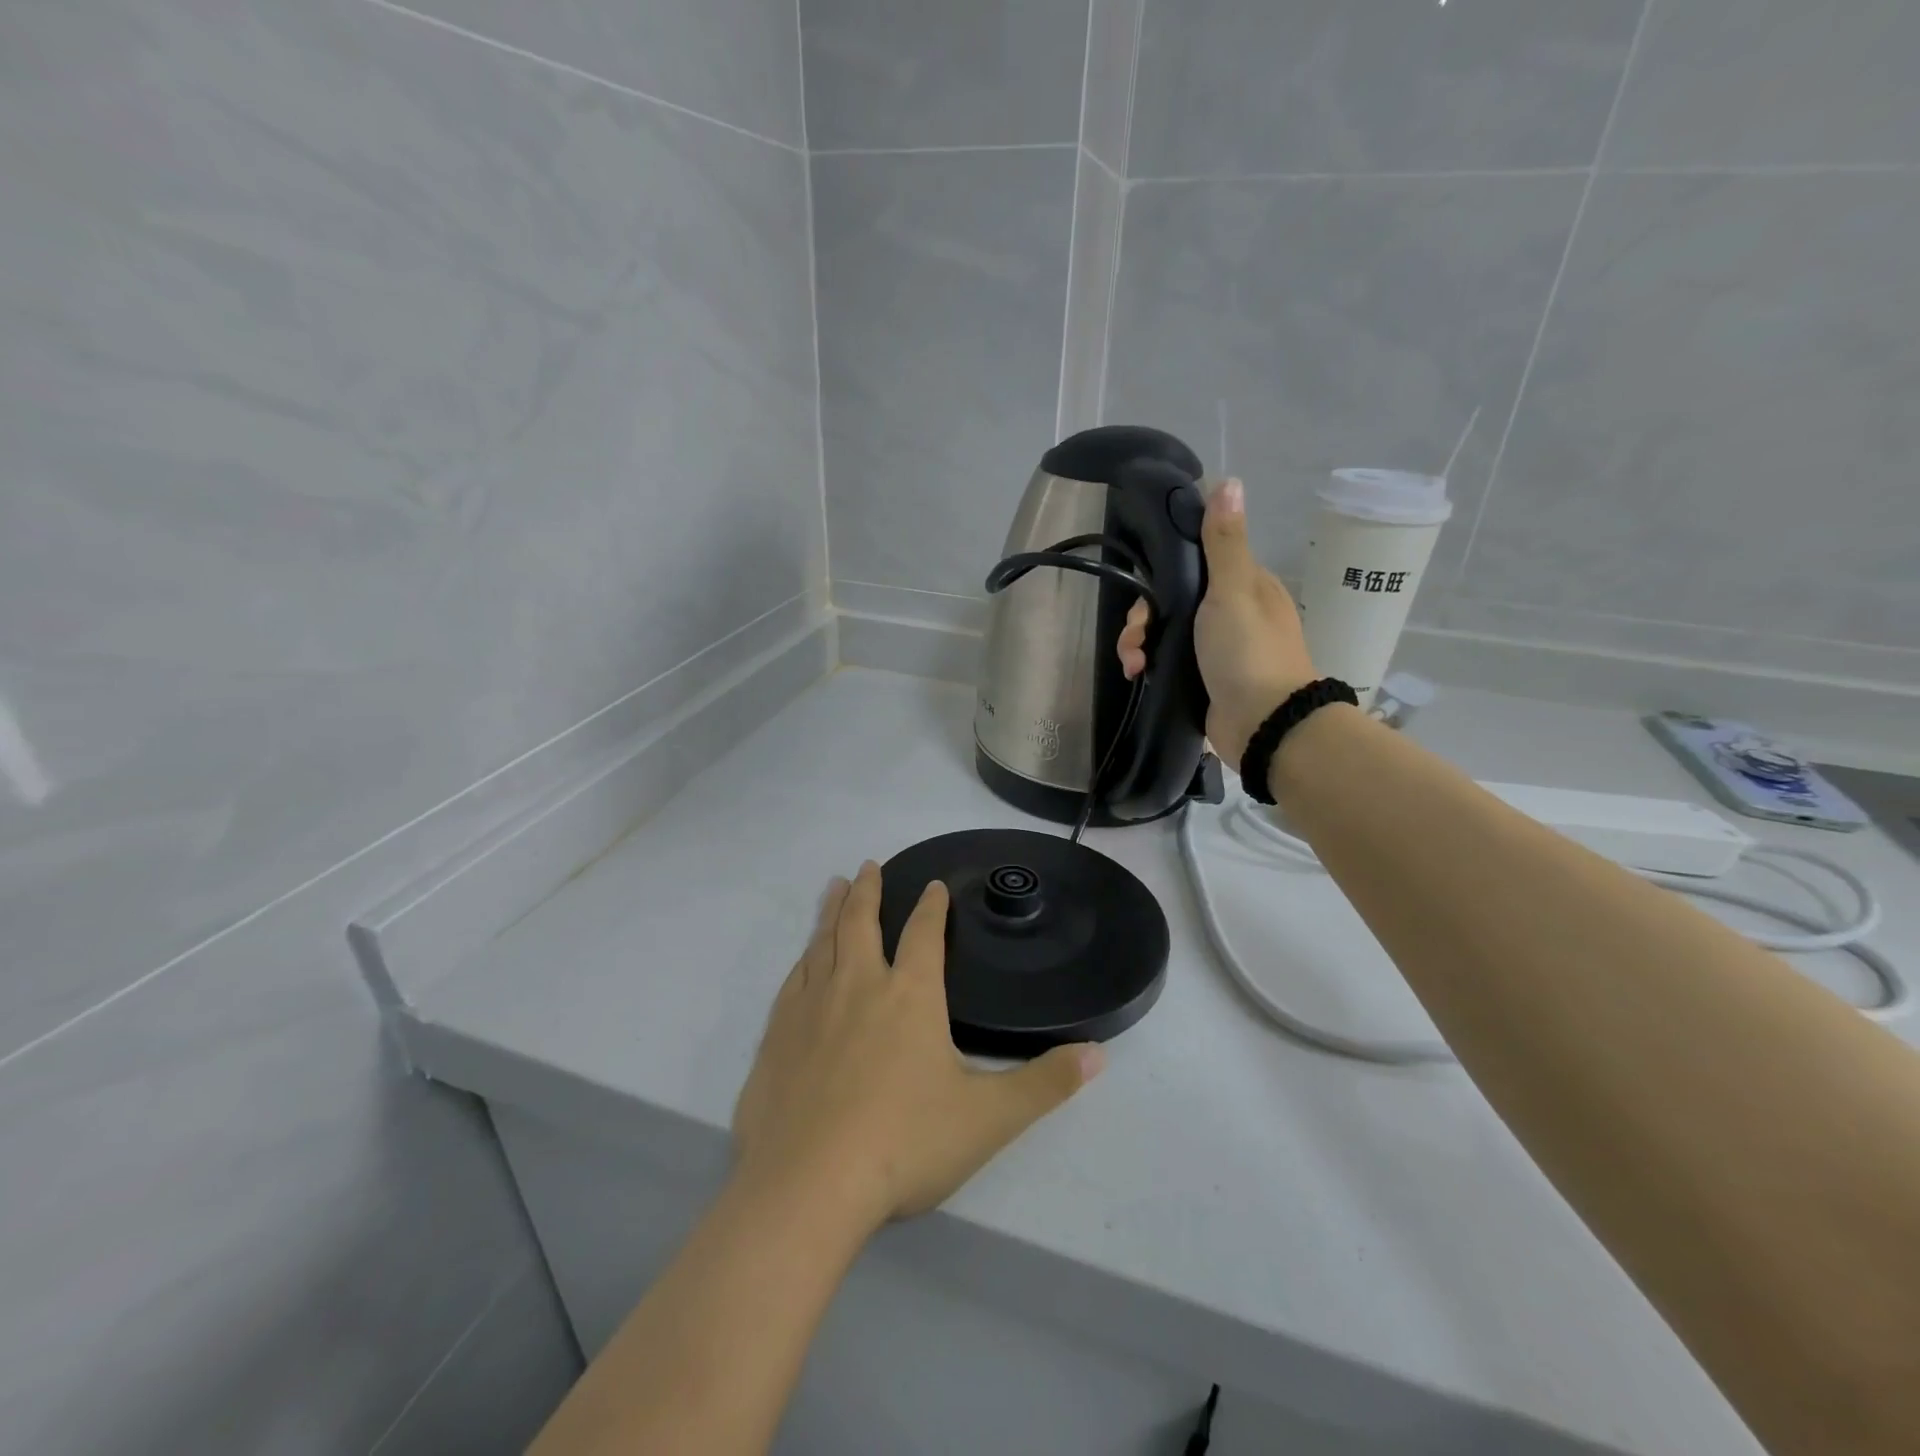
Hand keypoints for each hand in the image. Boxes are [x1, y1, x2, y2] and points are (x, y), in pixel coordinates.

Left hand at [732, 863, 1103, 1234]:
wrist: (807, 1188)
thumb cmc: (904, 1145)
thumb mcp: (988, 1118)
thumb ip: (1045, 1084)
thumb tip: (1099, 1053)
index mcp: (910, 996)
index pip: (924, 935)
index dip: (932, 907)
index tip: (933, 885)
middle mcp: (858, 987)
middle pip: (861, 923)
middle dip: (869, 891)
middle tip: (868, 865)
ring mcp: (811, 1008)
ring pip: (822, 942)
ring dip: (831, 912)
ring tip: (835, 887)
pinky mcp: (777, 1036)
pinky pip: (793, 979)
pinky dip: (803, 957)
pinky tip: (803, 959)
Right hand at [1118, 478, 1315, 765]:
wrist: (1263, 724)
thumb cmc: (1248, 651)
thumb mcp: (1234, 589)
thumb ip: (1224, 541)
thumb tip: (1229, 481)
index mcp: (1243, 586)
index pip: (1192, 565)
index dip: (1161, 573)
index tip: (1143, 588)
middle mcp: (1229, 614)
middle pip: (1170, 602)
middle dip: (1143, 617)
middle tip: (1136, 636)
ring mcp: (1215, 650)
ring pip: (1163, 634)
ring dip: (1139, 644)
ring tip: (1132, 663)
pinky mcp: (1202, 681)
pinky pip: (1165, 663)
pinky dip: (1147, 665)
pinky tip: (1136, 674)